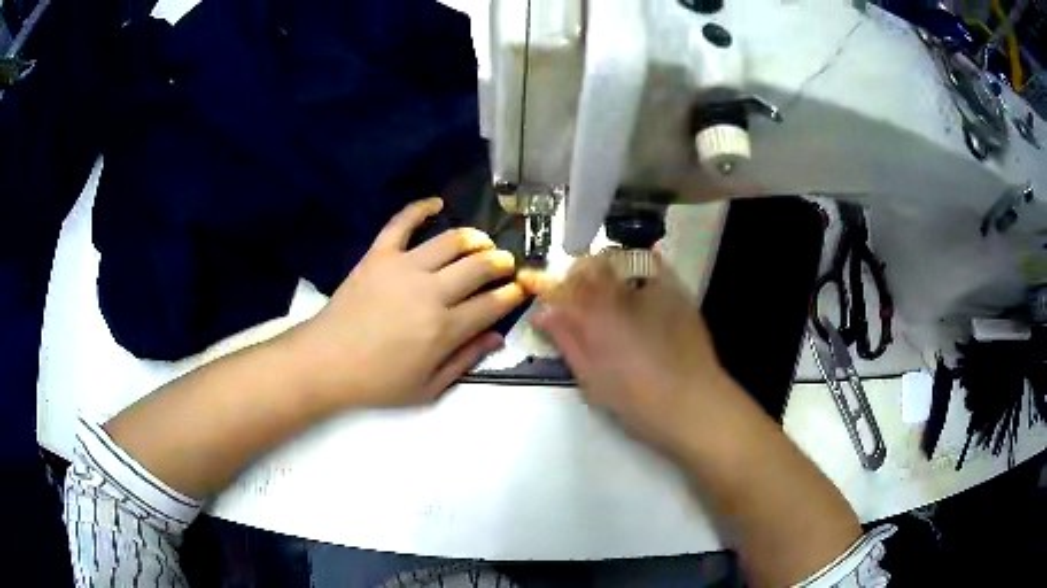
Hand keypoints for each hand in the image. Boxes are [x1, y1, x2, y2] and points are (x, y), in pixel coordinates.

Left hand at [292, 198, 525, 408]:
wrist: (325, 362)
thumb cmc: (377, 382)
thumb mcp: (427, 388)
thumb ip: (465, 361)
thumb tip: (497, 337)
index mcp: (445, 328)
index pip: (492, 303)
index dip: (513, 294)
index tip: (522, 288)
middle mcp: (431, 291)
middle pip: (479, 267)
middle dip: (501, 263)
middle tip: (506, 264)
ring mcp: (403, 267)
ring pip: (451, 241)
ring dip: (475, 238)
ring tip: (482, 242)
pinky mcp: (378, 255)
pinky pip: (402, 222)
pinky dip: (420, 208)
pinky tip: (437, 203)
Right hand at [519, 253, 743, 451]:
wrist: (693, 403)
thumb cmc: (636, 399)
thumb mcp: (591, 377)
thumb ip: (567, 340)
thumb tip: (544, 314)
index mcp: (597, 313)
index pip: (563, 286)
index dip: (547, 288)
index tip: (541, 296)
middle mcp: (624, 290)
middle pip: (590, 265)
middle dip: (576, 276)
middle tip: (574, 296)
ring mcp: (655, 286)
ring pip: (620, 259)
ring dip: (605, 269)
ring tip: (605, 290)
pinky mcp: (678, 291)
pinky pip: (652, 264)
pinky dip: (637, 268)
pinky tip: (636, 289)